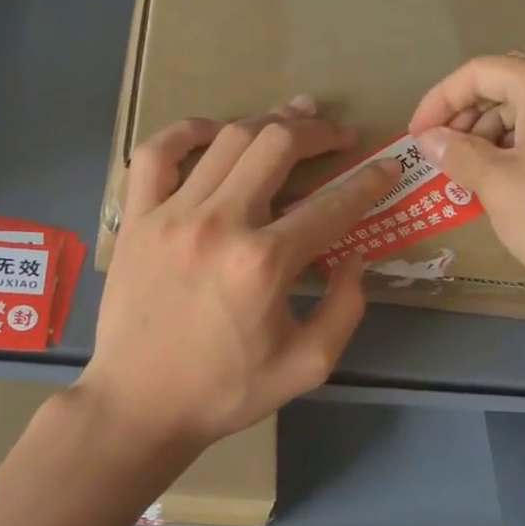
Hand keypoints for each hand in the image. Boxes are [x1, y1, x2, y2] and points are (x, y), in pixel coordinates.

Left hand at [79, 100, 395, 451]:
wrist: (140, 407)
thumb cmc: (227, 391)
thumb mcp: (308, 365)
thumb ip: (345, 307)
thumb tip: (355, 254)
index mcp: (265, 263)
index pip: (332, 204)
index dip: (369, 181)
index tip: (387, 167)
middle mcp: (220, 224)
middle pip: (278, 146)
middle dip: (319, 132)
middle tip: (340, 134)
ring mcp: (171, 215)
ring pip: (227, 140)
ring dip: (268, 122)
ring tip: (292, 119)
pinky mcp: (137, 219)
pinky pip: (158, 153)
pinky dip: (187, 131)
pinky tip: (213, 132)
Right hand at [409, 56, 524, 306]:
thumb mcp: (498, 185)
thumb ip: (457, 154)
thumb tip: (430, 139)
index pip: (479, 72)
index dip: (439, 100)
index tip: (416, 137)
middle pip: (505, 86)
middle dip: (464, 117)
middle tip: (440, 156)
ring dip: (488, 136)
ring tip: (467, 176)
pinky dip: (516, 150)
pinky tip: (501, 184)